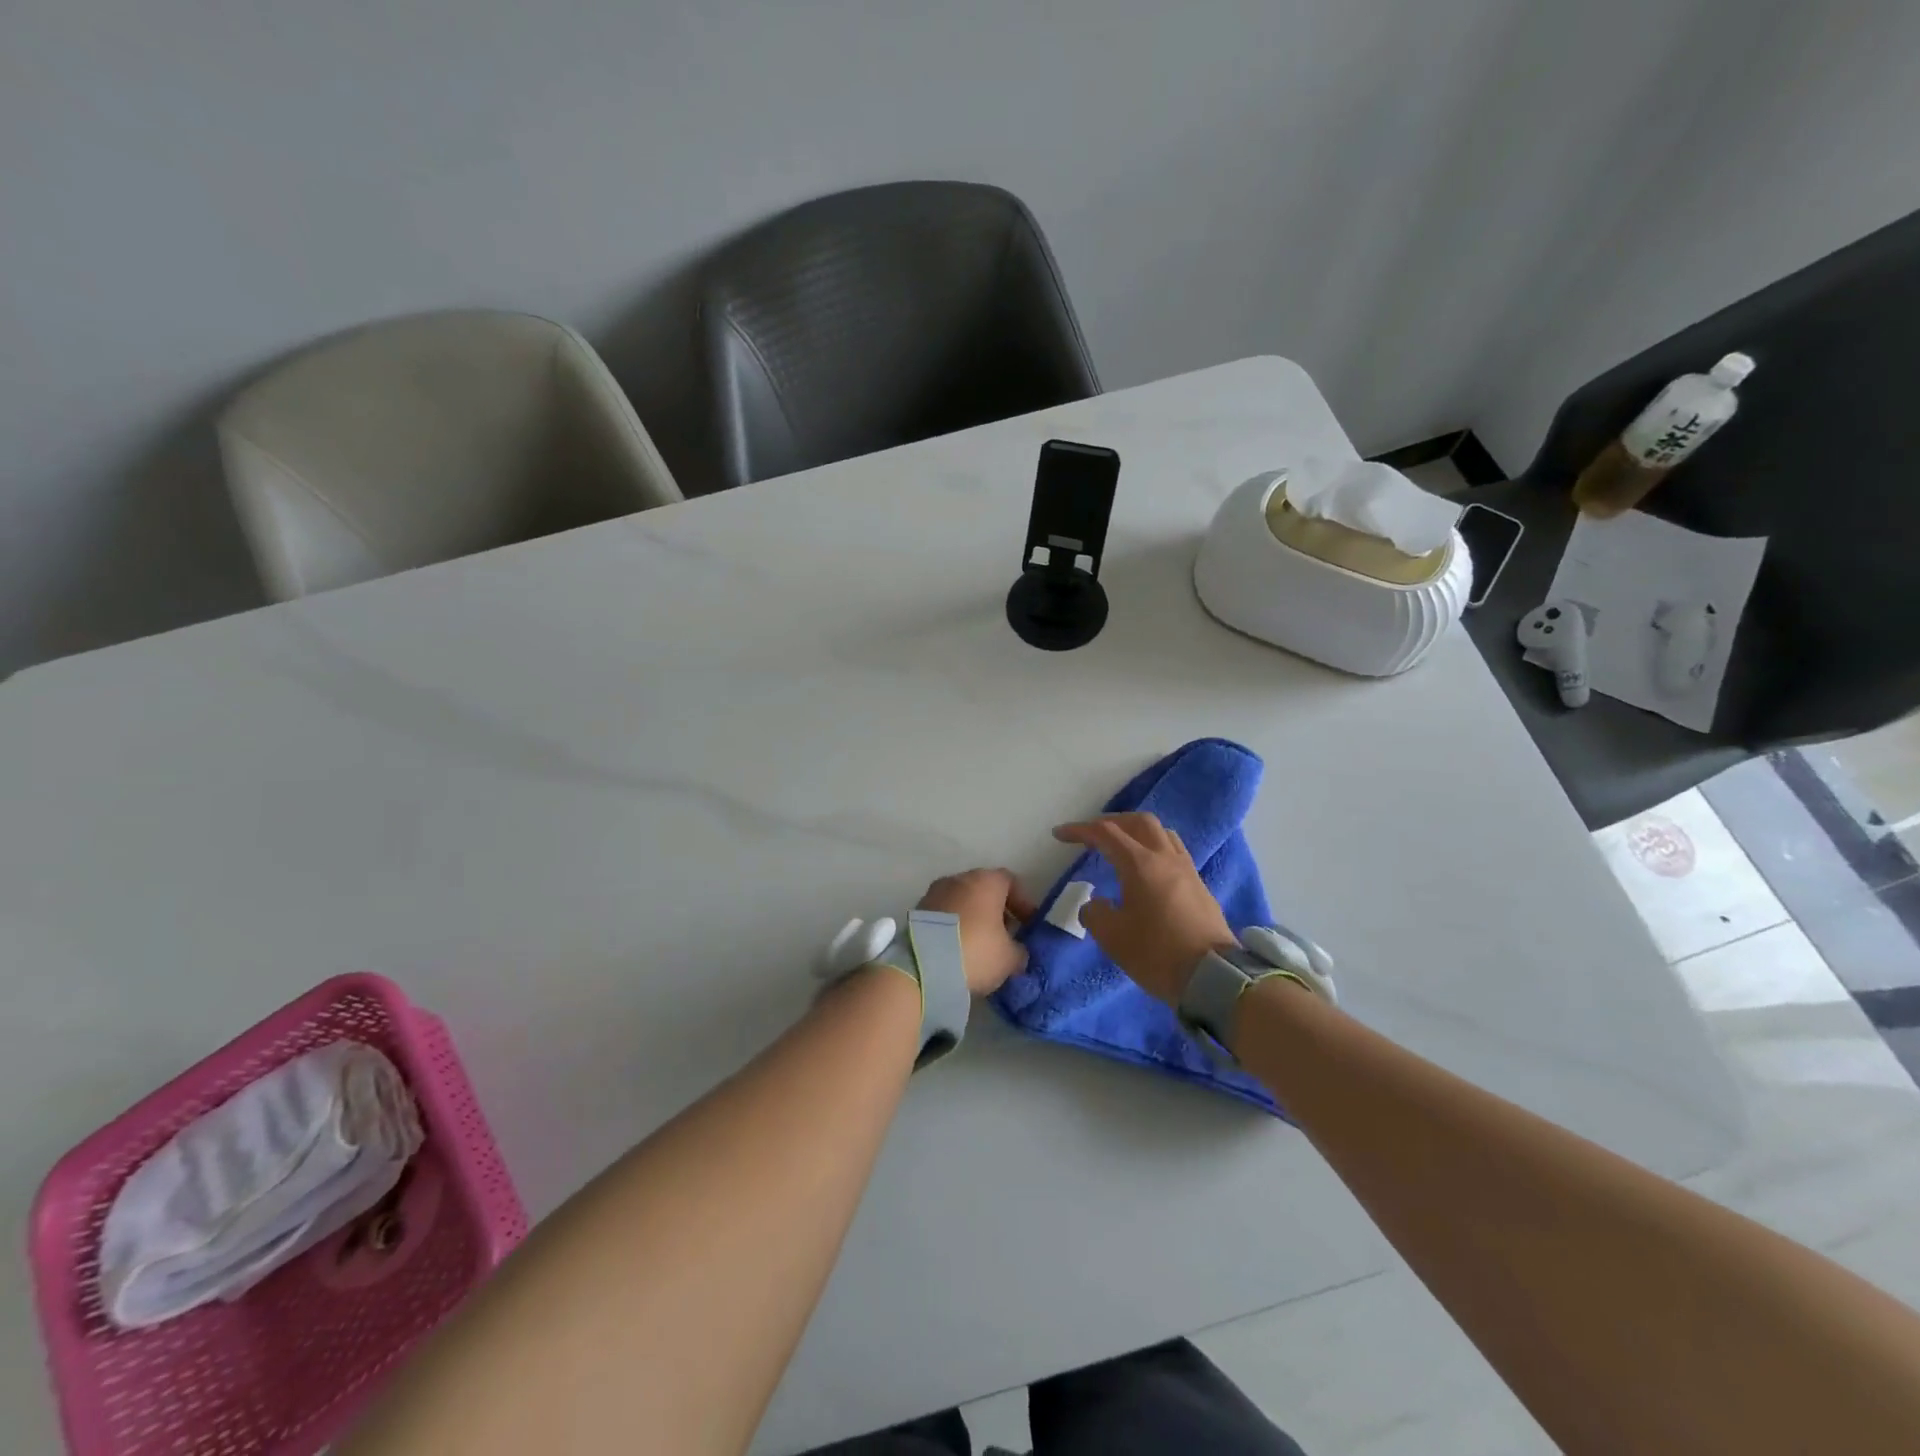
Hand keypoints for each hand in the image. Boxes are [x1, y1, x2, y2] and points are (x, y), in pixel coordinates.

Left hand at [916, 868, 1038, 995]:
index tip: (1027, 925)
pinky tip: (958, 950)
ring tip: (980, 946)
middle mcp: (959, 879)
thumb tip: (1016, 951)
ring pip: (962, 901)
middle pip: (984, 890)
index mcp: (986, 881)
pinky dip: (953, 927)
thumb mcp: (1009, 958)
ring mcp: (934, 893)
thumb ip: (1018, 950)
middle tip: (1005, 936)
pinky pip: (943, 915)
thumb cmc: (976, 952)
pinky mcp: (917, 911)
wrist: (923, 966)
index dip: (1022, 902)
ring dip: (973, 919)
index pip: (1010, 881)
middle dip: (996, 911)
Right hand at [1052, 813, 1234, 1004]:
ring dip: (1137, 833)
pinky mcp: (1199, 886)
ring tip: (1122, 848)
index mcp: (1140, 864)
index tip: (1060, 835)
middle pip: (1139, 822)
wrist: (1213, 977)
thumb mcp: (1112, 937)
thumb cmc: (1157, 953)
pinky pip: (1174, 853)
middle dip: (1112, 822)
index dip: (1080, 830)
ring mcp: (1187, 870)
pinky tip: (1147, 871)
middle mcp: (1165, 858)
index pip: (1106, 833)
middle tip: (1093, 835)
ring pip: (1162, 834)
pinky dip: (1154, 850)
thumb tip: (1096, 904)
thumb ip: (1095, 913)